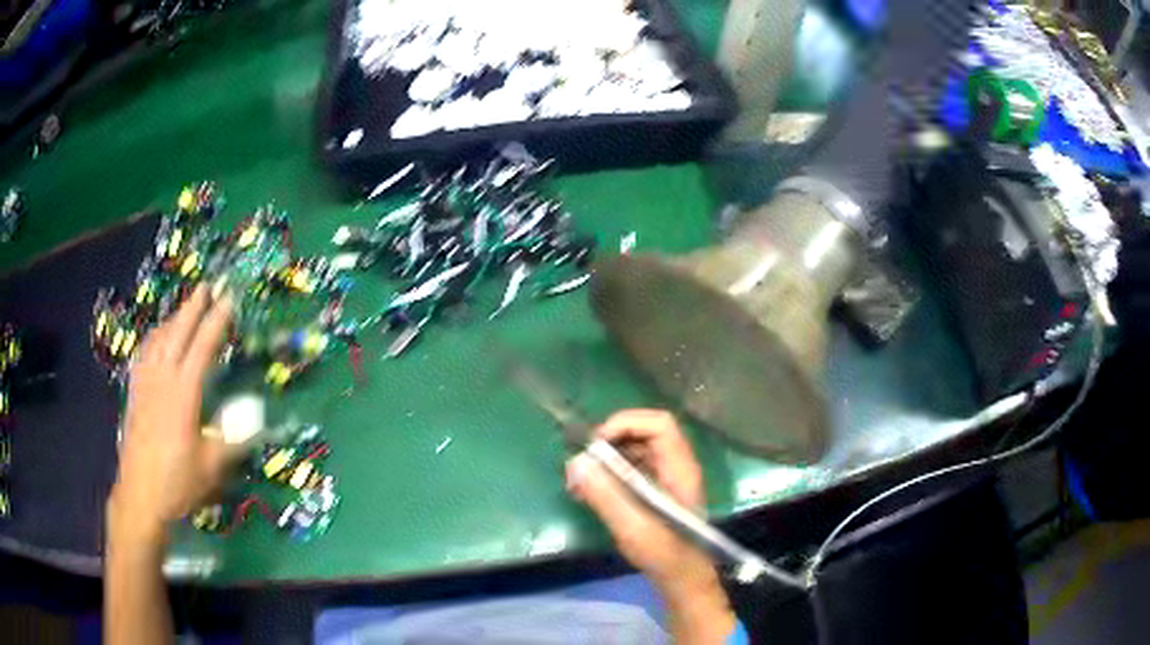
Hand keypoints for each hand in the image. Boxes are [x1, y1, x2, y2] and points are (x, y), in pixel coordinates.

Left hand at [108, 285, 233, 544]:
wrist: (140, 496)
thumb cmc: (177, 483)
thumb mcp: (211, 467)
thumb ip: (232, 440)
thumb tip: (256, 423)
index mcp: (184, 394)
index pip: (203, 347)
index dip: (216, 322)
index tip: (229, 300)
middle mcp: (163, 380)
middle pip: (178, 333)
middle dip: (193, 307)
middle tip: (207, 285)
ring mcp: (145, 384)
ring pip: (159, 339)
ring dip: (173, 319)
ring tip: (184, 307)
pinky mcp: (135, 394)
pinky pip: (144, 354)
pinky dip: (153, 338)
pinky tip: (156, 339)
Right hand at [566, 410, 734, 641]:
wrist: (683, 578)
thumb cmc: (665, 553)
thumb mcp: (632, 526)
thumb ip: (605, 494)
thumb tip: (575, 462)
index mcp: (679, 468)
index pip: (659, 424)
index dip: (627, 423)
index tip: (598, 443)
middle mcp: (676, 466)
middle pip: (645, 433)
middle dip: (611, 441)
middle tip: (583, 462)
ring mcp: (667, 478)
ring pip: (636, 451)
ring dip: (607, 459)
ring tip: (580, 480)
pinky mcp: (657, 491)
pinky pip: (632, 469)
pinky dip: (610, 474)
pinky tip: (590, 492)